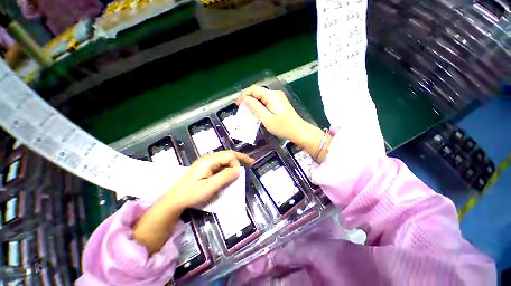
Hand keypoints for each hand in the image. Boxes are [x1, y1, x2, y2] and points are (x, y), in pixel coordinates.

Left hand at [168, 150, 253, 208]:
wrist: (175, 200)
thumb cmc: (192, 194)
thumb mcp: (209, 187)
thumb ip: (225, 177)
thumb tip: (238, 170)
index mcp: (209, 160)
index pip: (229, 156)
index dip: (236, 164)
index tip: (238, 176)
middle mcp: (209, 158)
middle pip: (228, 154)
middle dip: (240, 157)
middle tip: (251, 162)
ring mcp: (207, 162)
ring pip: (225, 158)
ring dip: (235, 162)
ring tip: (244, 165)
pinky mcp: (207, 167)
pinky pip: (221, 164)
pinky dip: (229, 166)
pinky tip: (232, 171)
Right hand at [236, 85, 307, 141]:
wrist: (298, 131)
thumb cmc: (282, 127)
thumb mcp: (266, 118)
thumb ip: (255, 107)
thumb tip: (245, 99)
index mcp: (271, 96)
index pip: (254, 89)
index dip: (244, 95)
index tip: (238, 105)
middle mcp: (275, 93)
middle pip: (258, 92)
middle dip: (248, 98)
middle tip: (242, 109)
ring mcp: (278, 98)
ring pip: (261, 96)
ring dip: (253, 102)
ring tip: (247, 111)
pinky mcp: (279, 103)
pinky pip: (266, 101)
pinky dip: (259, 105)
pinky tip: (257, 112)